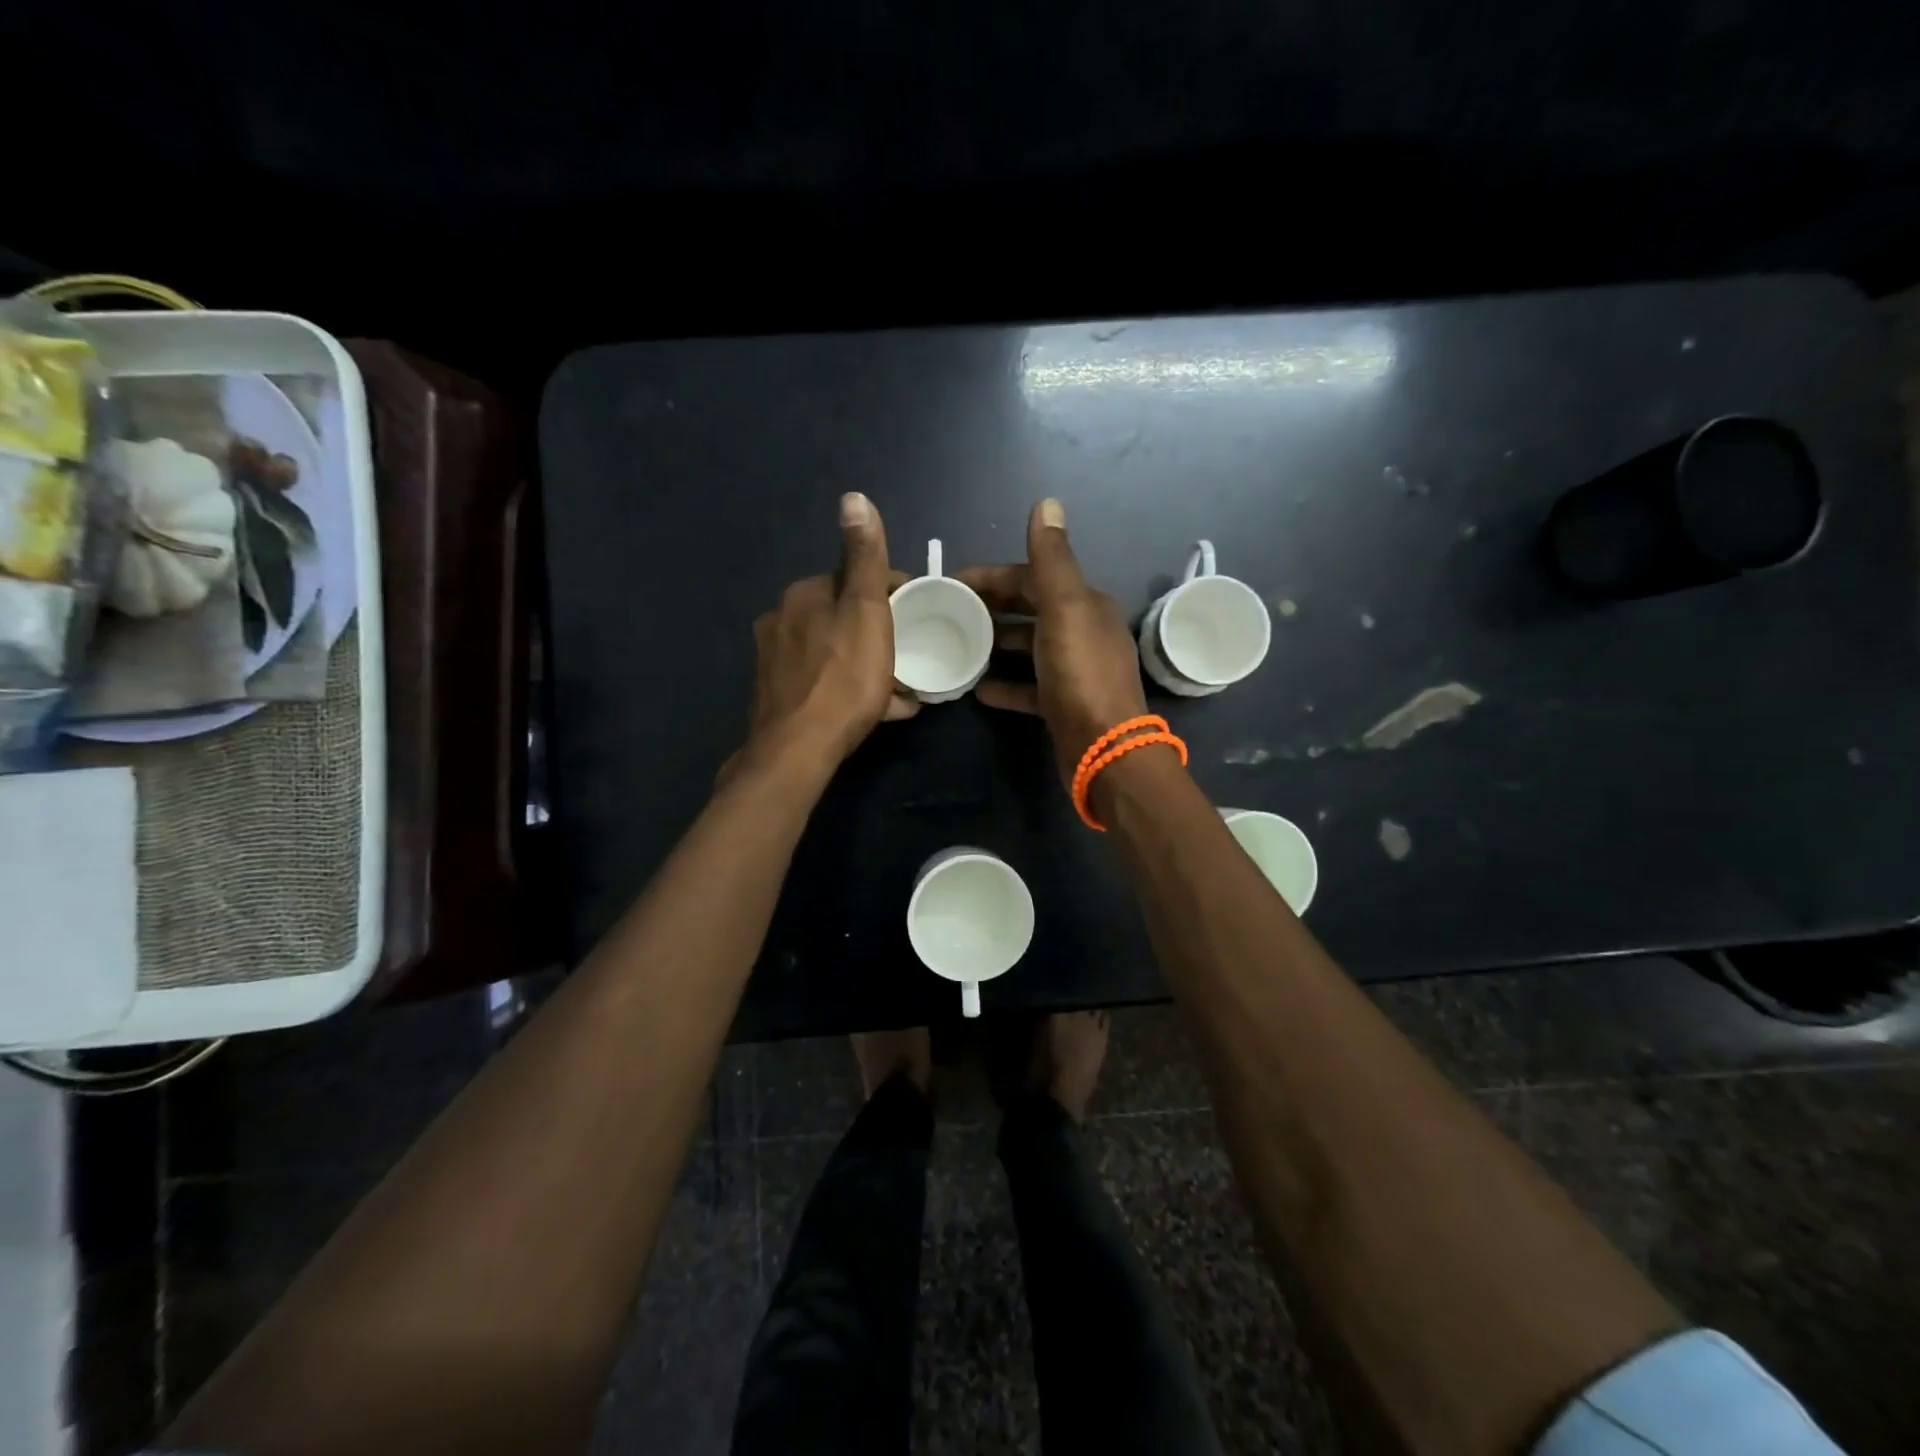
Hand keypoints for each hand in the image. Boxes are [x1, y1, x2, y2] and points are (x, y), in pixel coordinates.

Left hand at [745, 493, 918, 768]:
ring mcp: (777, 662)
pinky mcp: (779, 696)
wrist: (799, 748)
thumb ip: (864, 558)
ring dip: (869, 664)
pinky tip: (880, 709)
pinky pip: (825, 683)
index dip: (891, 594)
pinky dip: (852, 689)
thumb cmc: (843, 678)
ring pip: (836, 653)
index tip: (919, 616)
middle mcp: (782, 621)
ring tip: (902, 688)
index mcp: (804, 595)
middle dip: (879, 632)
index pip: (854, 580)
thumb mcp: (865, 612)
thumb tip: (853, 497)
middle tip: (912, 655)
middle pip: (844, 617)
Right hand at [958, 498, 1148, 787]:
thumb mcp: (1064, 609)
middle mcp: (1083, 633)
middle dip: (992, 608)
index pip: (1033, 578)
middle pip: (1030, 610)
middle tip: (949, 613)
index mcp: (1086, 605)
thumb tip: (1047, 502)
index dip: (992, 577)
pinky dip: (1006, 685)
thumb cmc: (1080, 674)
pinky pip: (1029, 687)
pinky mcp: (1063, 705)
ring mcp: (1074, 671)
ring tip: (959, 646)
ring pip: (1028, 648)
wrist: (1105, 750)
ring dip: (996, 645)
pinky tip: (979, 689)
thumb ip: (1051, 560)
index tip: (952, 583)